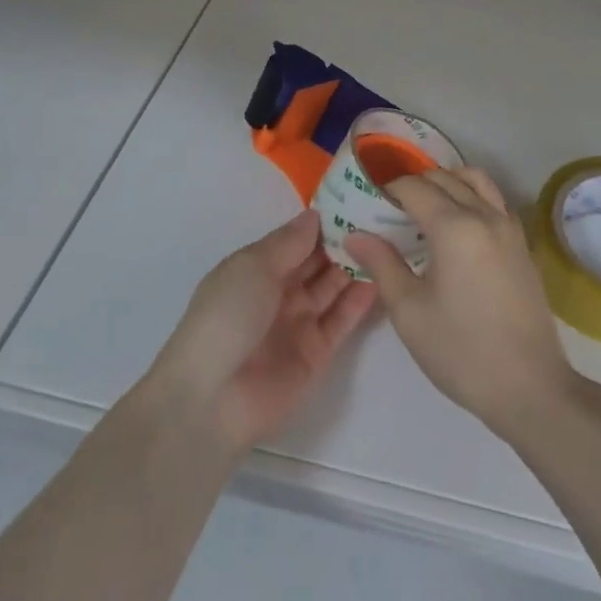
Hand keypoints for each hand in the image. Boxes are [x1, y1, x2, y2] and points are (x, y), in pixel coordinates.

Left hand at [148, 209, 376, 454]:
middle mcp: (279, 292)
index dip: (323, 222)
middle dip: (344, 242)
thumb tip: (315, 215)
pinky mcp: (316, 353)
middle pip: (317, 262)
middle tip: (381, 218)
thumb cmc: (227, 316)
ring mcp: (298, 323)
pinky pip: (342, 320)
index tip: (356, 201)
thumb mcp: (253, 267)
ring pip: (333, 288)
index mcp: (257, 267)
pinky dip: (360, 300)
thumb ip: (289, 242)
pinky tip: (381, 277)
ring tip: (388, 242)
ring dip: (355, 267)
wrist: (212, 399)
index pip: (296, 239)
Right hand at [345, 167, 578, 440]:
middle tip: (390, 208)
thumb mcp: (409, 311)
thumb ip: (382, 264)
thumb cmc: (461, 351)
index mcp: (455, 226)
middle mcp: (485, 214)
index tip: (369, 202)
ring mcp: (509, 227)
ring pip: (475, 180)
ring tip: (425, 209)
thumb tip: (355, 235)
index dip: (388, 189)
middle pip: (445, 178)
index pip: (414, 187)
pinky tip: (457, 227)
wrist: (530, 387)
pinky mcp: (522, 244)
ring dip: (447, 183)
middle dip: (414, 184)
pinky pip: (494, 199)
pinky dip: (471, 196)